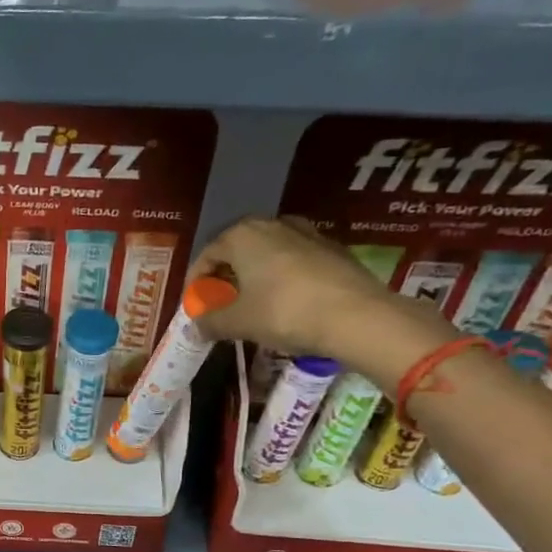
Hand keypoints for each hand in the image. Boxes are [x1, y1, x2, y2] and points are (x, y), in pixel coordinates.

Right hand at [192, 217, 454, 380]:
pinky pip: (293, 260)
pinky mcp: (332, 248)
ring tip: (252, 303)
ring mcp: (307, 232)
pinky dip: (281, 277)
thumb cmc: (284, 312)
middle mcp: (273, 224)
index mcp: (243, 235)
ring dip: (254, 275)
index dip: (196, 282)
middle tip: (221, 303)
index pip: (207, 255)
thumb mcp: (238, 322)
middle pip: (238, 250)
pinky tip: (284, 302)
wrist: (356, 316)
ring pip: (267, 253)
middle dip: (226, 276)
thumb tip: (195, 327)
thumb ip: (211, 322)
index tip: (195, 305)